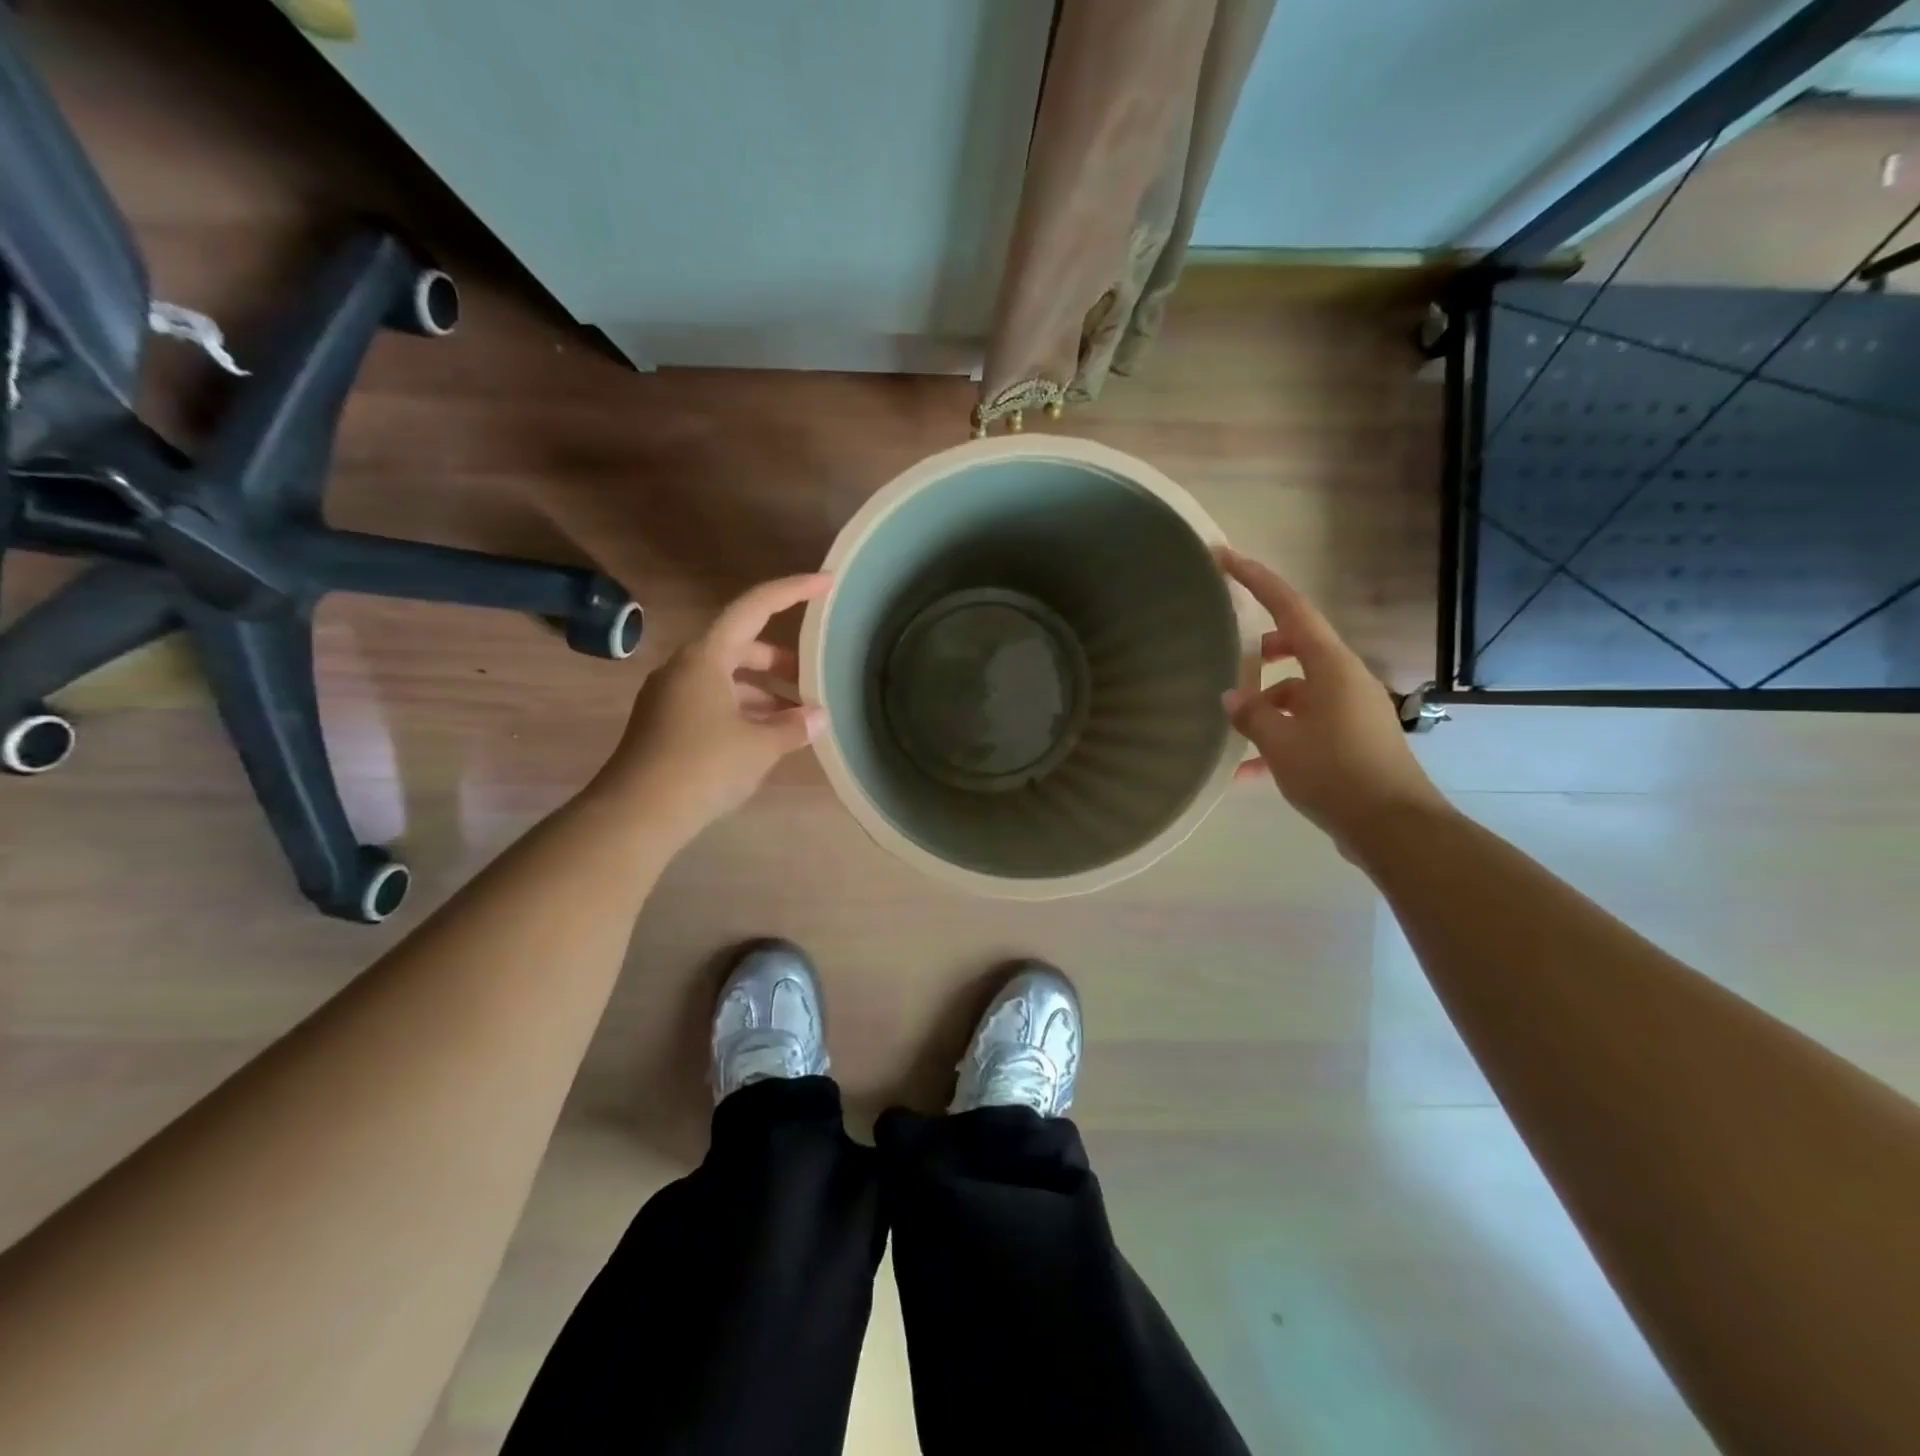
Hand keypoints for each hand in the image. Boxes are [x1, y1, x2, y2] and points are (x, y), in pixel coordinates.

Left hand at [593, 573, 830, 845]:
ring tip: (798, 716)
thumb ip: (793, 726)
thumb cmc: (703, 766)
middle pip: (741, 645)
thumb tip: (818, 717)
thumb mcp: (759, 746)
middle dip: (780, 659)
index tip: (825, 582)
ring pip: (728, 679)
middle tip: (812, 675)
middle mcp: (685, 667)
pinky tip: (766, 737)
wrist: (636, 814)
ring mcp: (672, 696)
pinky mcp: (666, 724)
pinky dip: (744, 711)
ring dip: (764, 691)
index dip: (792, 591)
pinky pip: (714, 703)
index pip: (755, 607)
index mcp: (706, 656)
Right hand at [1219, 547, 1449, 847]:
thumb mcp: (1281, 744)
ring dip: (1266, 706)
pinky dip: (1280, 739)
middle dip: (1260, 653)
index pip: (1290, 607)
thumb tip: (1231, 698)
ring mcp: (1350, 709)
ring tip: (1231, 733)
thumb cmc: (1336, 773)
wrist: (1393, 827)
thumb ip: (1252, 715)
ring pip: (1297, 691)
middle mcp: (1344, 679)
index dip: (1256, 579)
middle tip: (1227, 660)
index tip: (1224, 557)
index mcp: (1330, 666)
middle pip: (1295, 647)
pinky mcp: (1352, 738)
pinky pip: (1307, 724)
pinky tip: (1248, 772)